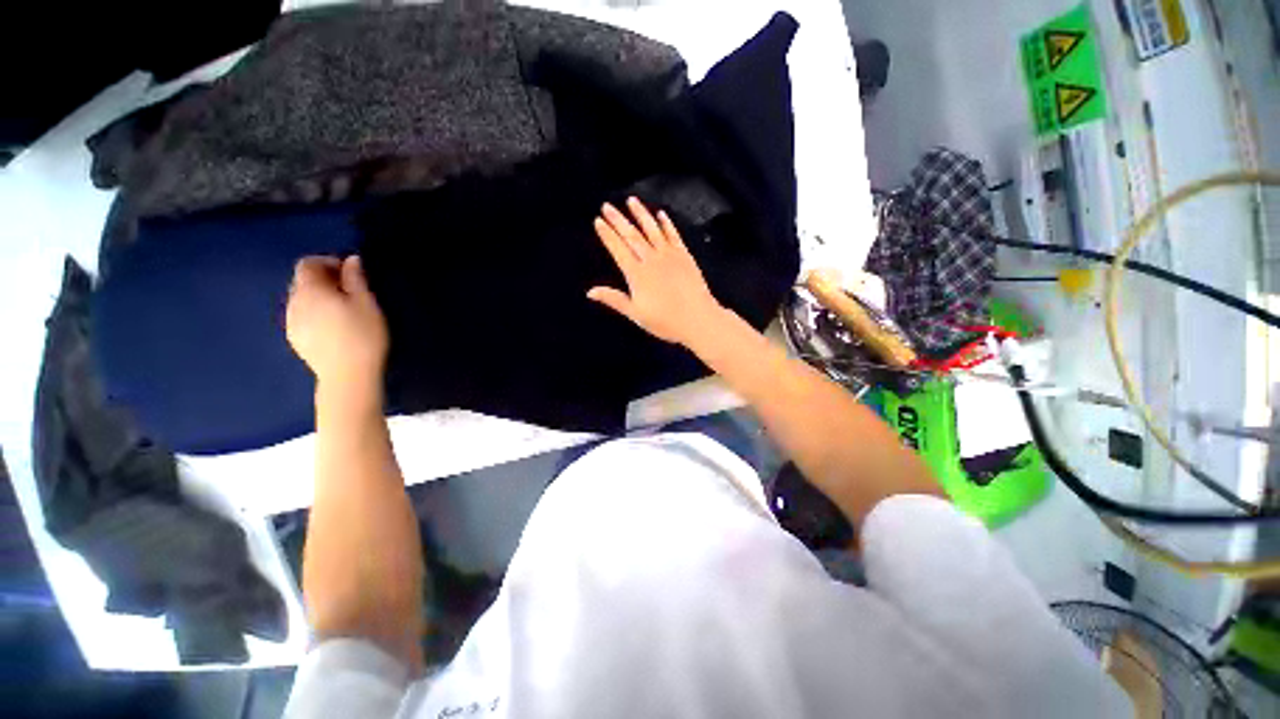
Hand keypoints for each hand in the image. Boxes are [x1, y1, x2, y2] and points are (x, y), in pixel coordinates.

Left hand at [286, 255, 388, 394]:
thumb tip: (351, 260)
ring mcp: (291, 323)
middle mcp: (294, 303)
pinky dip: (314, 313)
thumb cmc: (363, 336)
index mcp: (310, 290)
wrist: (348, 376)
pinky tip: (333, 326)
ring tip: (342, 309)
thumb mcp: (367, 303)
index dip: (327, 262)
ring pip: (300, 300)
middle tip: (349, 290)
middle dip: (322, 279)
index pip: (307, 264)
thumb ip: (356, 279)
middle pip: (302, 281)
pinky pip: (301, 317)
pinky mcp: (295, 339)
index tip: (349, 271)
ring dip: (318, 297)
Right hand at [589, 197, 726, 347]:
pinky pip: (673, 235)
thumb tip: (590, 292)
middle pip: (632, 236)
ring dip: (641, 214)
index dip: (607, 235)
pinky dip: (666, 223)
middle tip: (607, 205)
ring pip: (652, 230)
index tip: (598, 221)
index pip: (618, 249)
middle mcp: (651, 260)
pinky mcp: (684, 256)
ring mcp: (669, 256)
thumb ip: (614, 300)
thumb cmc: (665, 321)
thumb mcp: (636, 314)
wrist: (698, 319)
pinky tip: (661, 214)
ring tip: (631, 200)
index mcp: (637, 275)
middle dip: (618, 220)